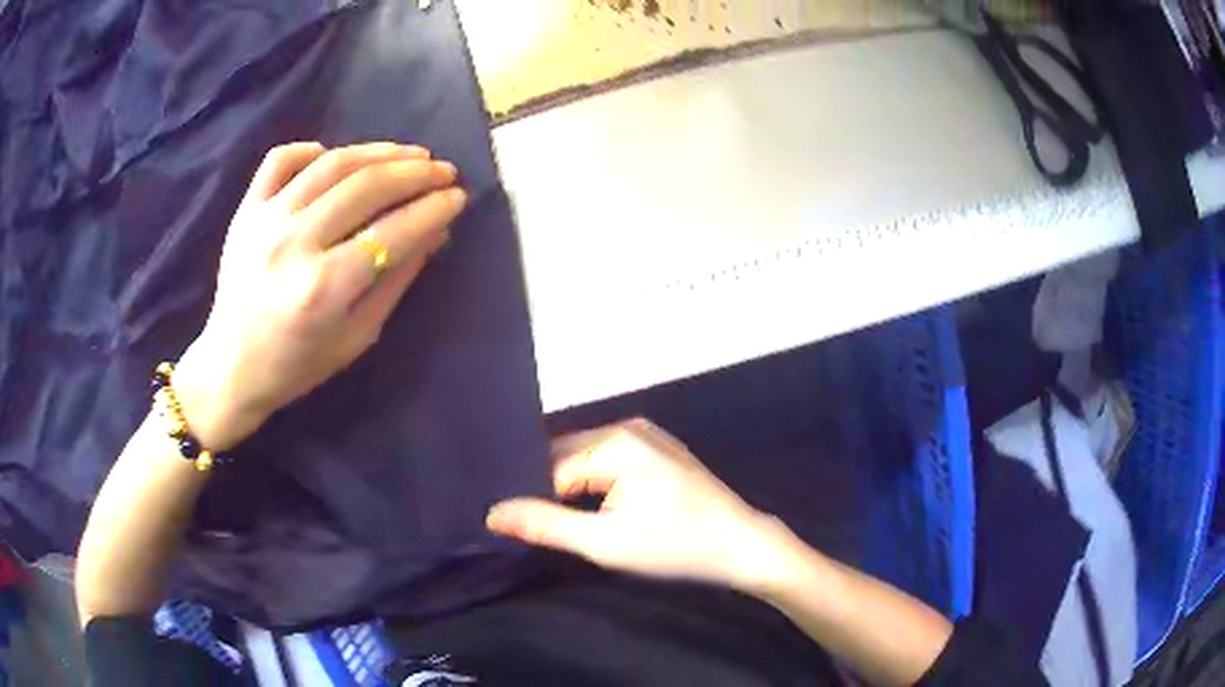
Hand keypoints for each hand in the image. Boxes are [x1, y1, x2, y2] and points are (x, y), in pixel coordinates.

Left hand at [173, 142, 467, 449]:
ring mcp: (266, 220)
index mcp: (324, 288)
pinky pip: (281, 159)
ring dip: (379, 152)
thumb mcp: (357, 337)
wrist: (230, 368)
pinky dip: (311, 150)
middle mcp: (294, 243)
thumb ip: (396, 281)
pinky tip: (333, 158)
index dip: (434, 209)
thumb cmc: (297, 366)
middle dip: (416, 173)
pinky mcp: (246, 210)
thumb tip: (435, 232)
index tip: (459, 197)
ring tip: (409, 154)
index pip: (394, 231)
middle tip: (444, 171)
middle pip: (367, 186)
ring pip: (332, 164)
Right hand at [487, 419, 792, 589]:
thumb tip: (491, 512)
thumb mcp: (605, 543)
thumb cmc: (675, 545)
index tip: (527, 528)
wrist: (741, 545)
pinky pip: (610, 460)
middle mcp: (628, 426)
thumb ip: (545, 524)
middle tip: (542, 526)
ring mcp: (647, 435)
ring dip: (573, 488)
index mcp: (615, 441)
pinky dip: (597, 482)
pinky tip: (598, 508)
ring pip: (587, 459)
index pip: (550, 467)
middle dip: (552, 489)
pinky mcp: (659, 449)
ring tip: (566, 520)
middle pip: (566, 456)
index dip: (537, 499)